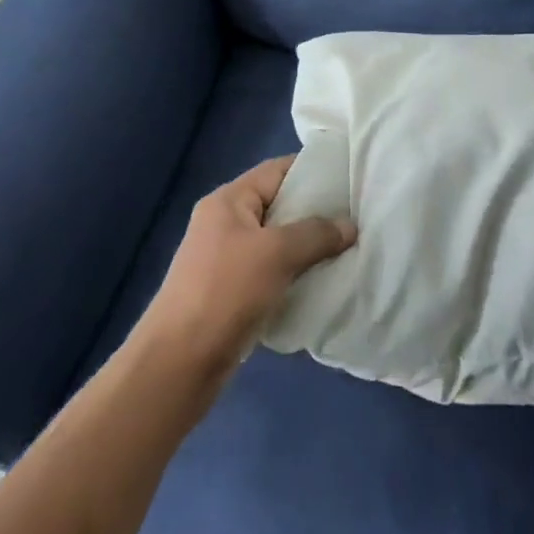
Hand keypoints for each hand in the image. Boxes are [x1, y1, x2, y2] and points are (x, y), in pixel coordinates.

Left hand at [133, 155, 356, 384]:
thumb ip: (316, 234)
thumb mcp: (276, 253)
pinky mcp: (230, 292)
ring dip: (306, 246)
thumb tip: (350, 226)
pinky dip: (294, 273)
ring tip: (345, 249)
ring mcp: (225, 259)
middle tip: (354, 217)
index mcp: (228, 201)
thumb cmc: (226, 291)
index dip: (312, 171)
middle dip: (315, 212)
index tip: (348, 179)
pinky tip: (321, 282)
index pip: (276, 170)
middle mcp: (224, 223)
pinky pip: (270, 271)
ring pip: (276, 242)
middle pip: (278, 205)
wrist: (179, 363)